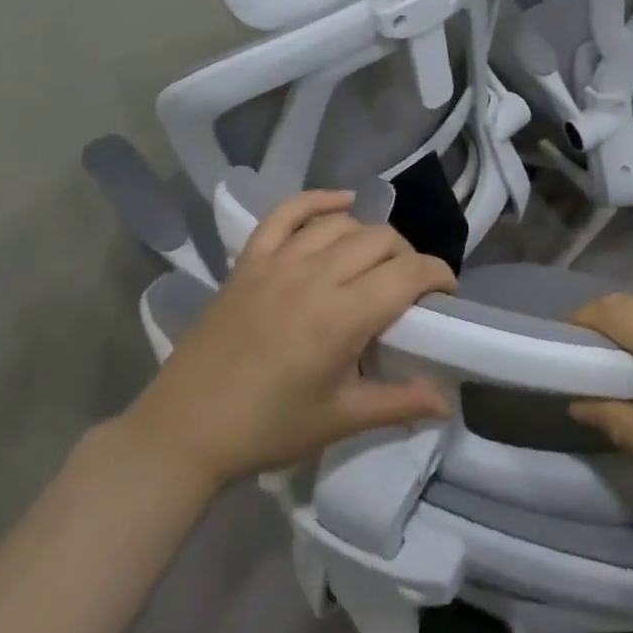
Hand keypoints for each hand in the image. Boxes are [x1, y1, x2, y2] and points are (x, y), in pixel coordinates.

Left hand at [123, 190, 456, 487]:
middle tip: (410, 289)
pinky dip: (318, 201)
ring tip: (378, 262)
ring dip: (371, 237)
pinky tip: (342, 204)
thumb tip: (448, 402)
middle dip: (408, 257)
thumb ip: (400, 403)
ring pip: (342, 225)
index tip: (447, 293)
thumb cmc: (268, 429)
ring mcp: (277, 263)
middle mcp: (313, 278)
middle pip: (380, 241)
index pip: (408, 273)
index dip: (438, 274)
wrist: (184, 432)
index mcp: (340, 318)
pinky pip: (287, 213)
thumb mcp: (341, 419)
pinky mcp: (249, 261)